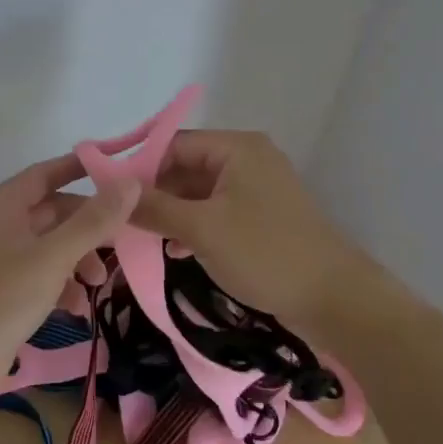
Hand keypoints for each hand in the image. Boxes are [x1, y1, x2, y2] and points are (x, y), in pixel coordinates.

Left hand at [0, 155, 136, 413]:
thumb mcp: (52, 258)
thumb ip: (93, 221)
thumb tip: (131, 182)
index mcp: (0, 205)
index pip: (46, 173)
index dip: (82, 169)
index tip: (121, 172)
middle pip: (52, 211)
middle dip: (88, 226)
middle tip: (123, 241)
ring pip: (49, 245)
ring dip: (79, 259)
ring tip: (100, 284)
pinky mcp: (0, 291)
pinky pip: (39, 275)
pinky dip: (61, 285)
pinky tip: (77, 308)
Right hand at [130, 130, 385, 328]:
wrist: (334, 299)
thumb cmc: (266, 254)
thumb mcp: (202, 229)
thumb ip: (155, 207)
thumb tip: (112, 191)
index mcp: (236, 148)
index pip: (173, 144)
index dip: (138, 167)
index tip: (107, 196)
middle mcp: (247, 159)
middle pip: (185, 167)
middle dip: (153, 194)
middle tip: (118, 221)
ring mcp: (256, 189)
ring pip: (198, 193)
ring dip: (171, 213)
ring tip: (139, 237)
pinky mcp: (261, 217)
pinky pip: (216, 212)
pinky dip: (193, 226)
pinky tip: (172, 250)